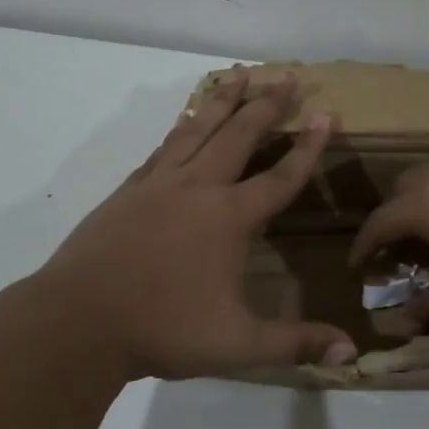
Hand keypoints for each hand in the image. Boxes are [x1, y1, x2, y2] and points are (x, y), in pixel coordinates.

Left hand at [39, 68, 357, 380]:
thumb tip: (350, 354)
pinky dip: (182, 127)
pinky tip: (186, 122)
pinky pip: (164, 147)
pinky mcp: (128, 190)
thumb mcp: (237, 345)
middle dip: (267, 104)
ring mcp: (158, 184)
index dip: (308, 147)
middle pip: (239, 135)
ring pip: (198, 128)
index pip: (280, 176)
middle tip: (287, 75)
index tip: (326, 114)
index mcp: (229, 218)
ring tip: (240, 74)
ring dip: (223, 99)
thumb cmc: (163, 330)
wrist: (78, 320)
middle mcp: (197, 188)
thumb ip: (294, 344)